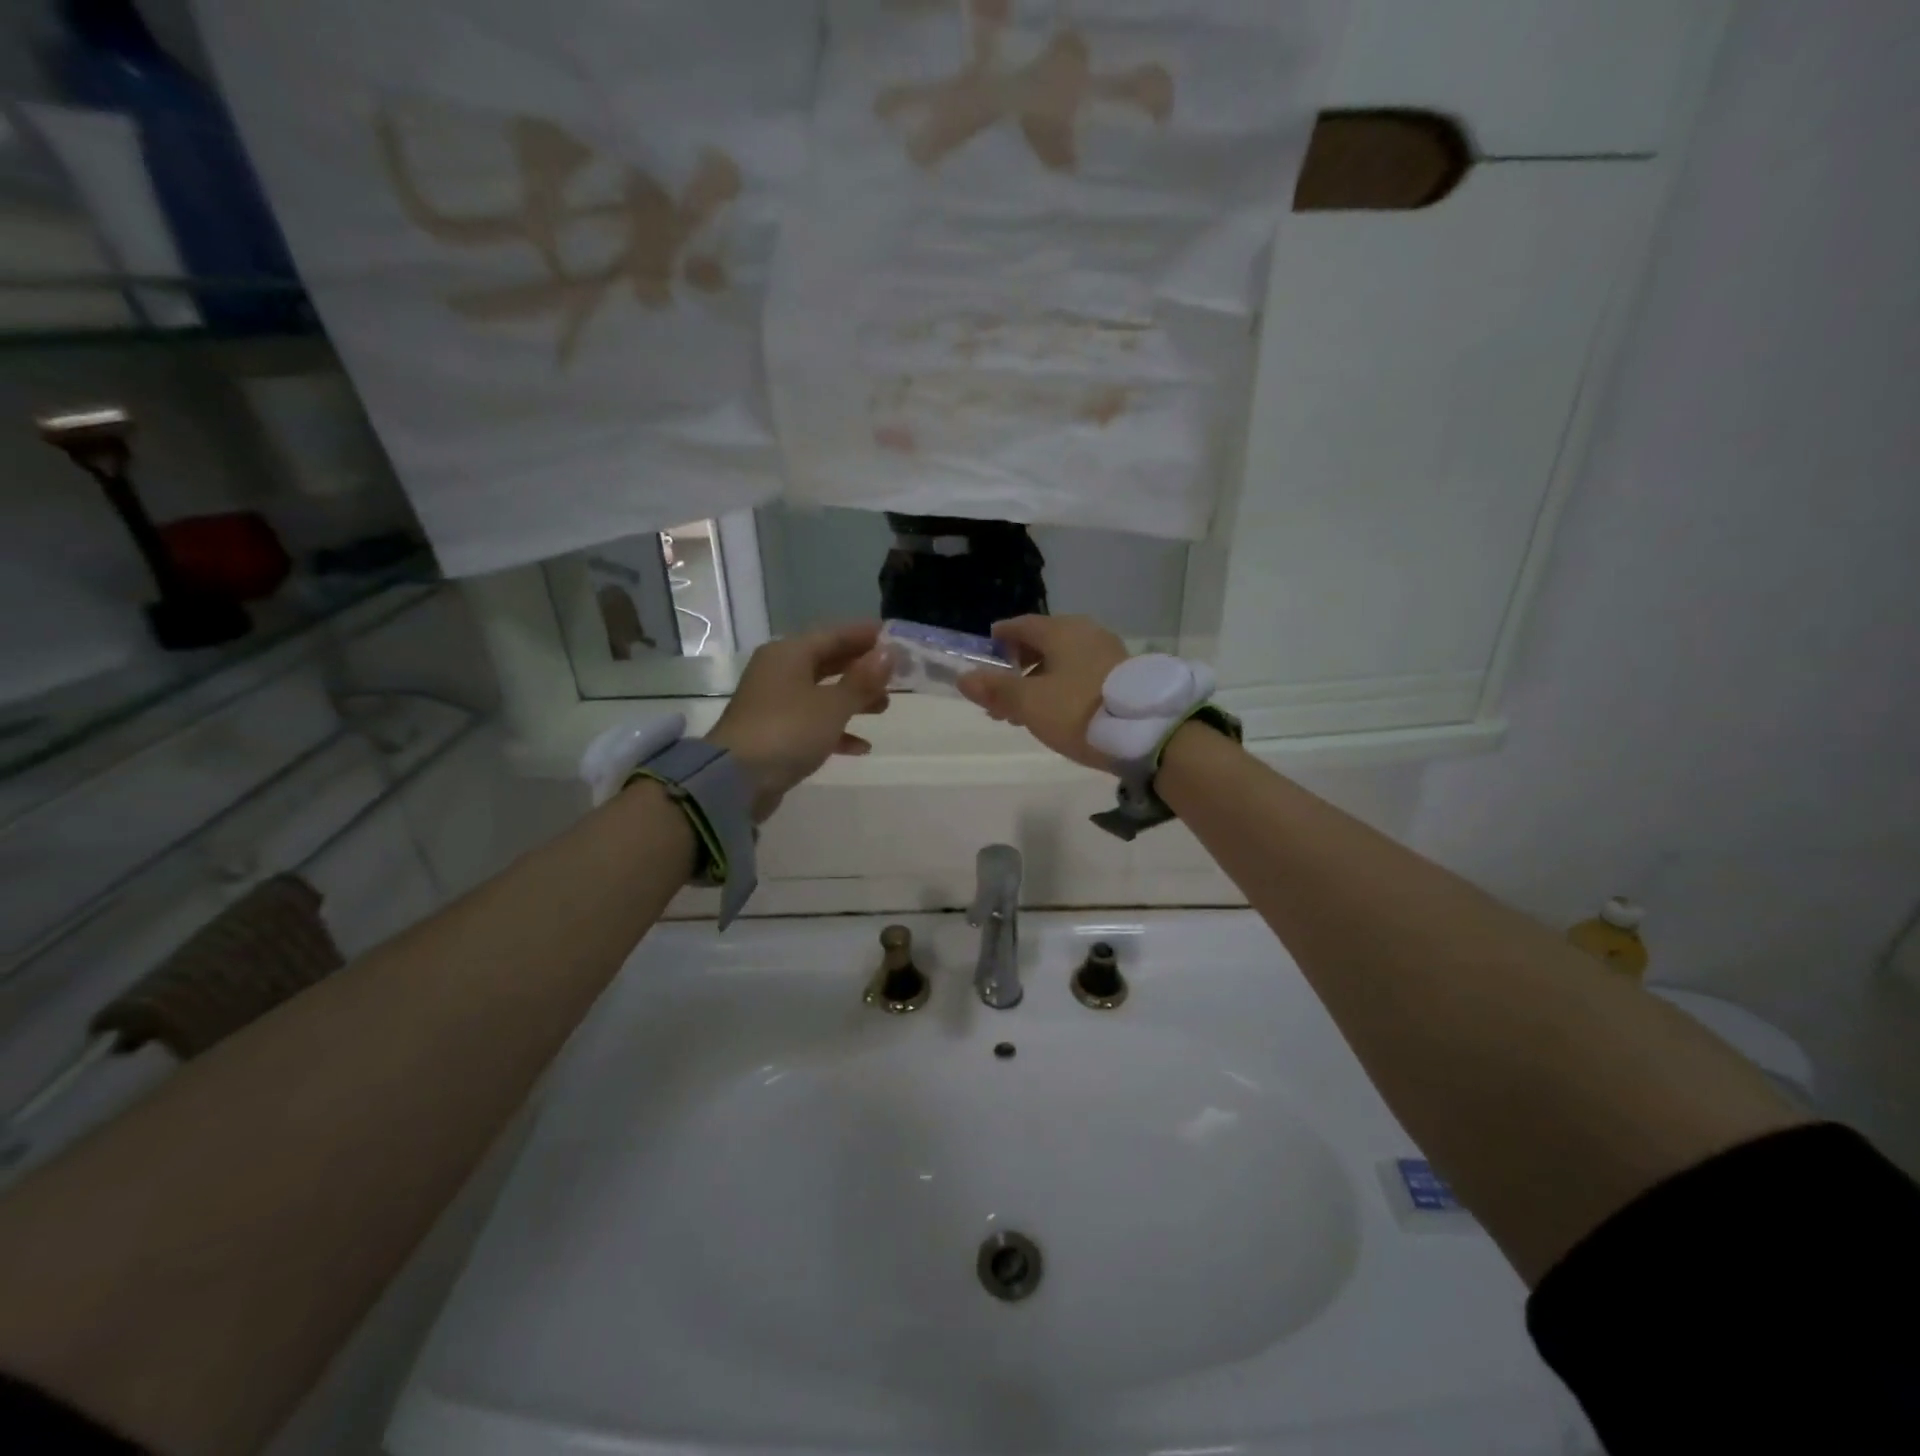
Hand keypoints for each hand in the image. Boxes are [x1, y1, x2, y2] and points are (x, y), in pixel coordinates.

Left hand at [705, 622, 891, 818]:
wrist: (736, 780)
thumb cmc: (788, 731)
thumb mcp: (832, 705)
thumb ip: (862, 680)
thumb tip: (888, 653)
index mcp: (789, 653)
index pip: (834, 635)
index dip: (865, 636)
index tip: (895, 638)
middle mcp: (779, 672)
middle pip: (827, 662)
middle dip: (862, 669)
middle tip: (895, 675)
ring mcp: (774, 703)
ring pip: (821, 693)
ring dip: (853, 699)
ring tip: (884, 708)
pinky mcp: (774, 733)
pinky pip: (812, 722)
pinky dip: (836, 729)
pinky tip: (861, 746)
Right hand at [957, 615, 1128, 770]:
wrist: (1145, 732)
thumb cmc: (1077, 710)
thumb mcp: (1029, 703)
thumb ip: (996, 689)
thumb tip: (964, 678)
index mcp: (1061, 630)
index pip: (1021, 625)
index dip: (1000, 639)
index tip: (986, 653)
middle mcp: (1085, 633)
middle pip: (1041, 644)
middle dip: (1016, 668)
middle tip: (998, 696)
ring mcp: (1107, 652)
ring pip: (1061, 661)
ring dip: (1037, 682)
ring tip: (1021, 713)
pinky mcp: (1121, 675)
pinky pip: (1080, 673)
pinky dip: (1060, 687)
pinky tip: (1054, 712)